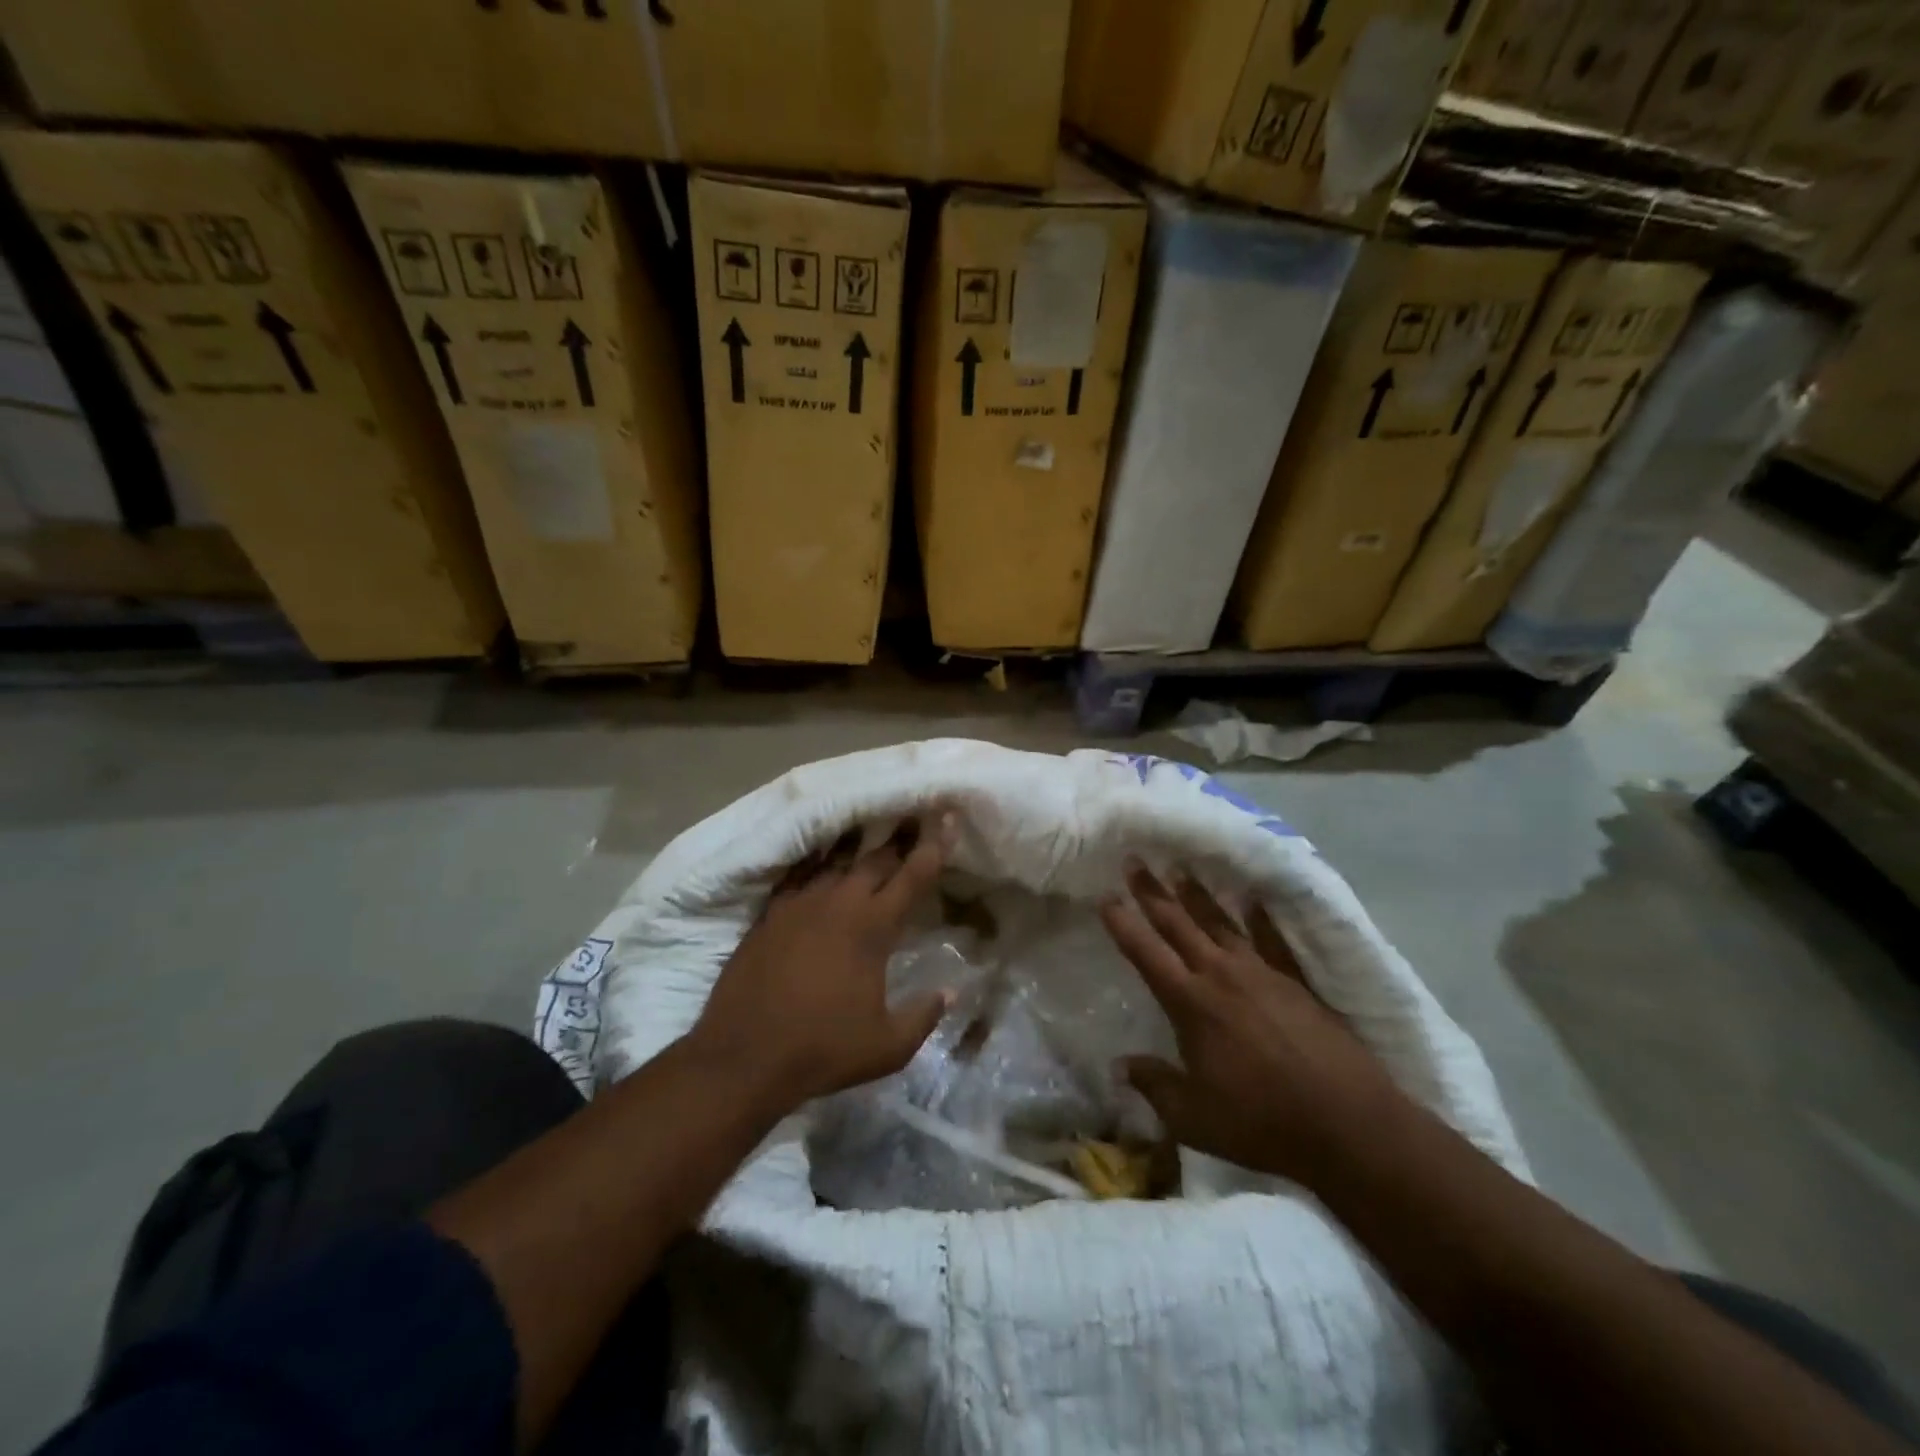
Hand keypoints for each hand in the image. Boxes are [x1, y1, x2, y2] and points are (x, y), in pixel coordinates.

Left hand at [688, 814, 956, 1115]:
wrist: (744, 1057)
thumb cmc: (823, 1050)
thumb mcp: (887, 1047)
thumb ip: (924, 1016)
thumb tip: (951, 992)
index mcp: (873, 927)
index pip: (914, 874)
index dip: (936, 844)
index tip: (948, 816)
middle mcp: (839, 903)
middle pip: (876, 859)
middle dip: (899, 839)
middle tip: (913, 820)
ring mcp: (800, 903)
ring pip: (837, 862)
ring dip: (857, 849)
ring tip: (869, 833)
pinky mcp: (771, 913)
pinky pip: (799, 875)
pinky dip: (815, 863)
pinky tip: (819, 860)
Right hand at [1102, 861, 1408, 1186]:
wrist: (1347, 1124)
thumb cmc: (1261, 1122)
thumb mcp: (1193, 1117)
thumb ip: (1154, 1085)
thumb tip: (1119, 1066)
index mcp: (1191, 1004)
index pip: (1147, 954)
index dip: (1123, 924)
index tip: (1106, 897)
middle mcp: (1221, 976)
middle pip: (1178, 925)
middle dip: (1152, 893)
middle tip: (1134, 861)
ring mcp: (1262, 974)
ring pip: (1221, 924)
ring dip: (1197, 896)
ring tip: (1181, 870)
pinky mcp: (1296, 983)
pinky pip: (1273, 941)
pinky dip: (1261, 919)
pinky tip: (1254, 900)